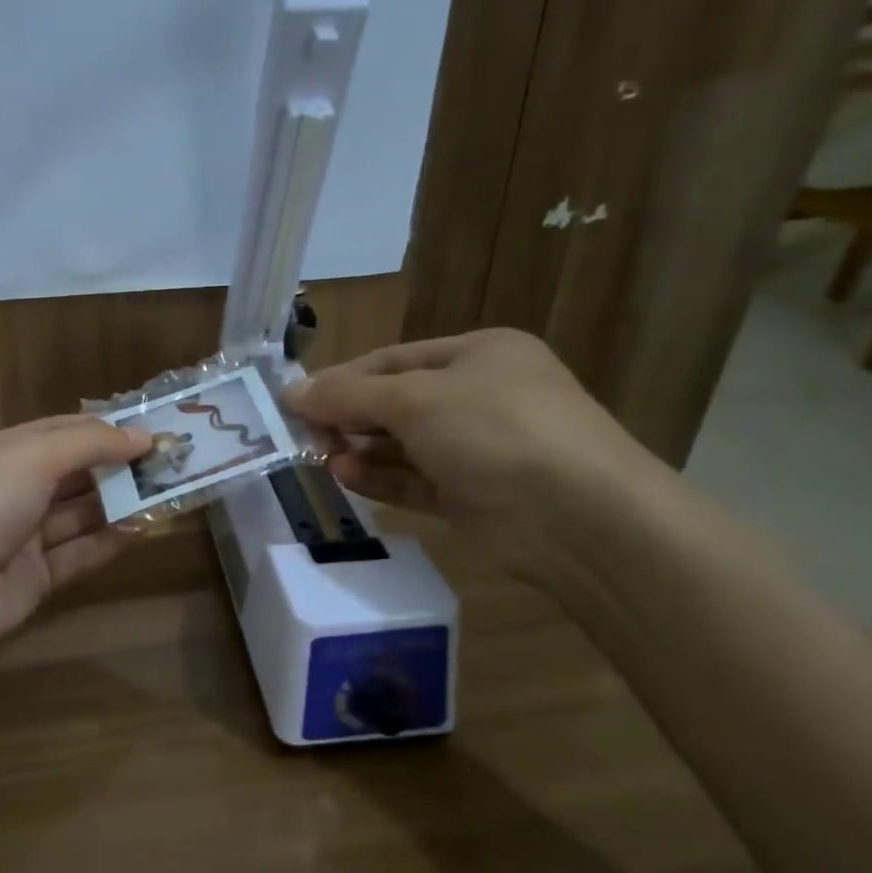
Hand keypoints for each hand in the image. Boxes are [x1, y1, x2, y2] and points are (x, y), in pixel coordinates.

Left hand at [0, 416, 153, 678]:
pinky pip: (77, 553)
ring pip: (77, 514)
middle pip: (70, 472)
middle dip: (115, 466)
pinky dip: (108, 541)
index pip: (56, 431)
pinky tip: (142, 529)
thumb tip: (142, 436)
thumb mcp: (33, 456)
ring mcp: (19, 536)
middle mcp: (7, 490)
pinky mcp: (34, 577)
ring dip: (117, 503)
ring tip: (165, 493)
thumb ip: (90, 443)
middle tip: (167, 462)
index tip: (148, 429)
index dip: (102, 429)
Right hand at [284, 329, 663, 577]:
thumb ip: (349, 395)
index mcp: (477, 354)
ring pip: (403, 445)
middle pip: (395, 402)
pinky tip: (345, 476)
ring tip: (320, 457)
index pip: (392, 360)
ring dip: (360, 449)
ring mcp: (478, 449)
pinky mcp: (472, 496)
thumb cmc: (496, 431)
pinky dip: (380, 478)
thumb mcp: (415, 400)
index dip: (341, 379)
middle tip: (302, 433)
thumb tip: (292, 392)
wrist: (579, 518)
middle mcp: (479, 396)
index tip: (294, 401)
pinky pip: (415, 480)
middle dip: (348, 416)